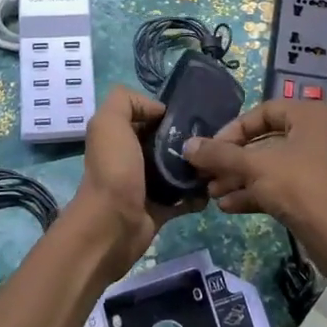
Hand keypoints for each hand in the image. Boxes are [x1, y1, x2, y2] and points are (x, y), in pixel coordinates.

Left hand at [67, 85, 197, 269]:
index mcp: (120, 136)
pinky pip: (185, 198)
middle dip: (187, 138)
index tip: (192, 115)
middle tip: (212, 138)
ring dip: (196, 166)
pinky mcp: (161, 209)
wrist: (112, 225)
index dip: (167, 113)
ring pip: (178, 169)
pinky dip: (198, 194)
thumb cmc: (113, 169)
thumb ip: (126, 101)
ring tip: (217, 161)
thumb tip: (158, 109)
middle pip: (166, 142)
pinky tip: (213, 187)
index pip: (148, 117)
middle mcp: (132, 158)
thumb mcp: (109, 122)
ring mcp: (147, 185)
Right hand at [182, 99, 326, 261]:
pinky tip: (229, 206)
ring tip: (213, 194)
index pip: (264, 112)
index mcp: (311, 116)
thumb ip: (220, 154)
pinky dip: (258, 192)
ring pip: (273, 166)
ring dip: (241, 179)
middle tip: (207, 174)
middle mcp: (320, 134)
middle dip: (234, 160)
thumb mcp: (255, 167)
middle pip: (267, 141)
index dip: (233, 130)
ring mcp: (323, 165)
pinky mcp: (320, 193)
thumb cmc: (300, 187)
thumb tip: (187, 146)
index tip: (211, 149)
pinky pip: (284, 185)